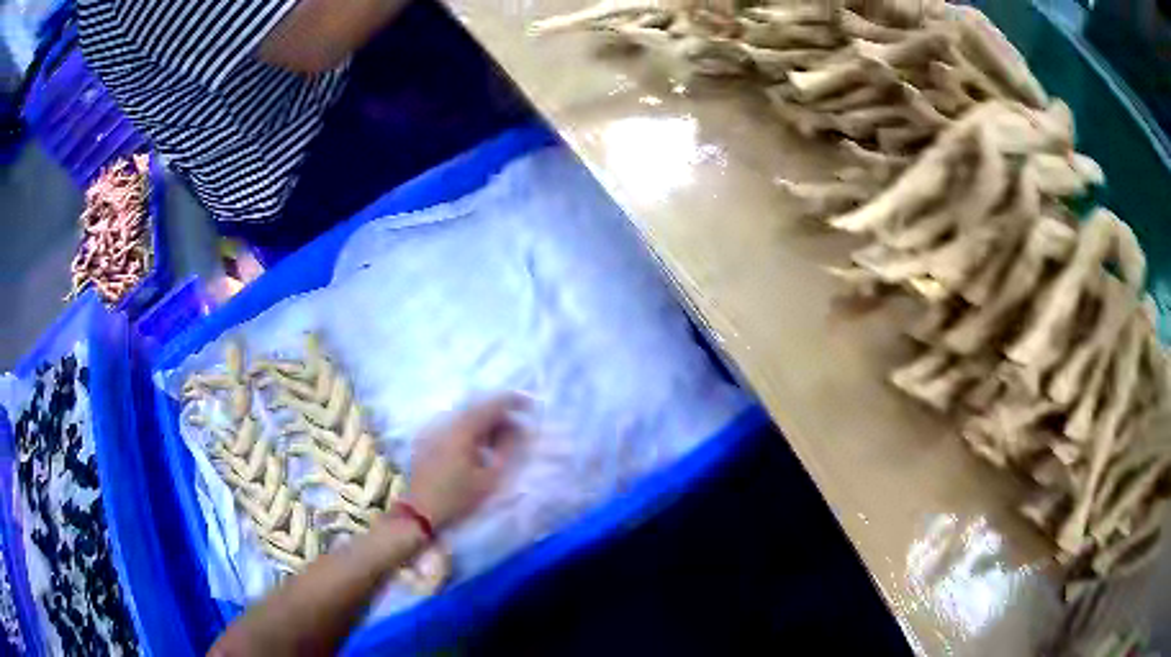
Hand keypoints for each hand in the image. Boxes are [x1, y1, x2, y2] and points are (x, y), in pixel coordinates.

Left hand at [406, 393, 528, 528]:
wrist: (419, 513)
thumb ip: (507, 449)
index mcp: (462, 429)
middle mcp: (446, 423)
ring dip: (486, 423)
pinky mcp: (427, 441)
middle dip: (500, 414)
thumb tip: (521, 429)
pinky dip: (472, 431)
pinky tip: (480, 447)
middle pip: (477, 409)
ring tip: (502, 439)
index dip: (513, 401)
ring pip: (466, 418)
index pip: (491, 405)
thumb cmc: (457, 497)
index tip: (531, 406)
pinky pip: (455, 426)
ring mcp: (434, 430)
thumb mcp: (489, 478)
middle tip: (519, 427)